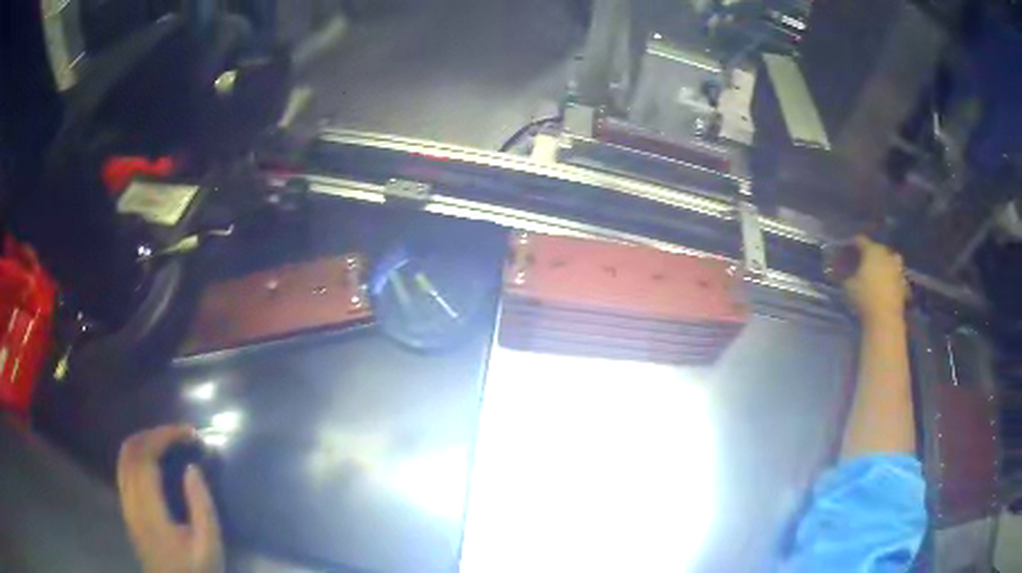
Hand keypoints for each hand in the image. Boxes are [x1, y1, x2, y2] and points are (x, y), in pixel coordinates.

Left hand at [117, 425, 222, 572]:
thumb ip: (202, 507)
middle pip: (131, 451)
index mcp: (149, 510)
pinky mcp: (127, 510)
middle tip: (179, 434)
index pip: (145, 456)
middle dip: (154, 434)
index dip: (164, 436)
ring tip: (166, 442)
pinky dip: (136, 455)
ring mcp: (126, 505)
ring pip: (123, 458)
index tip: (187, 432)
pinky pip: (124, 470)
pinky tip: (153, 462)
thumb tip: (192, 468)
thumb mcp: (209, 546)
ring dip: (142, 441)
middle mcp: (130, 501)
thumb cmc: (196, 571)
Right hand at [843, 236, 907, 322]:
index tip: (847, 247)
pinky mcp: (903, 283)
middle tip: (862, 261)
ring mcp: (897, 268)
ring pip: (890, 260)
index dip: (853, 243)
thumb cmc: (864, 297)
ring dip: (884, 263)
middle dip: (870, 253)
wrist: (885, 318)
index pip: (861, 240)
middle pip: (877, 248)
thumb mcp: (848, 286)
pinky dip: (892, 278)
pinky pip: (896, 275)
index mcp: (872, 250)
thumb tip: (843, 272)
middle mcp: (886, 254)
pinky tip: (886, 285)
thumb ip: (846, 275)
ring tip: (878, 271)